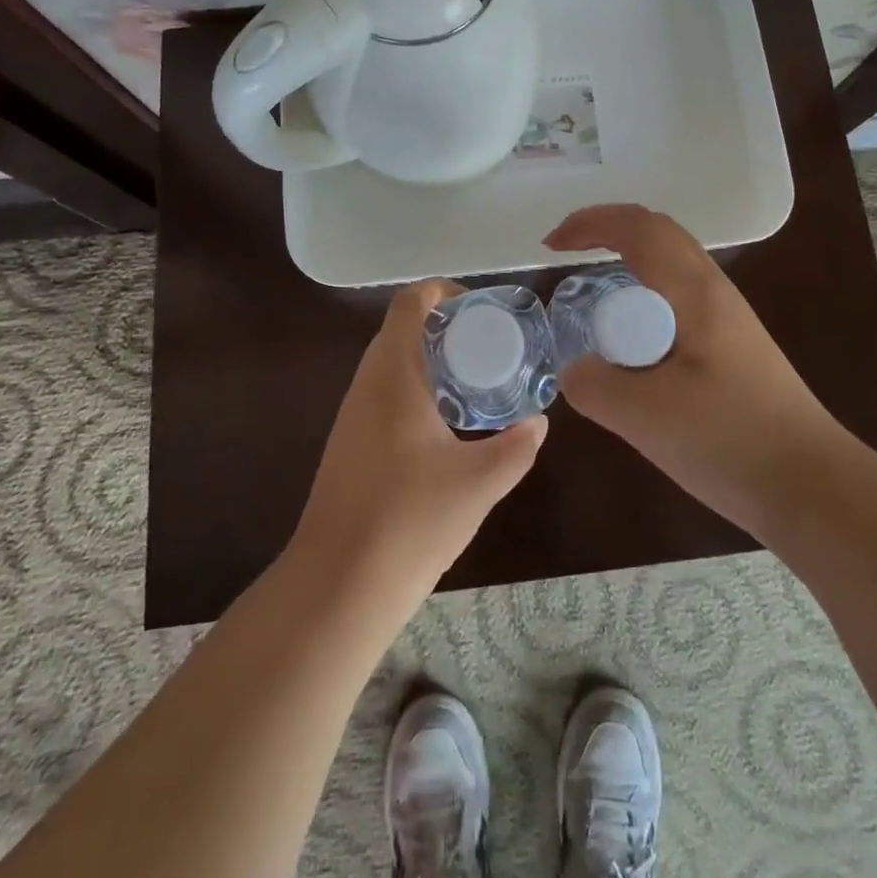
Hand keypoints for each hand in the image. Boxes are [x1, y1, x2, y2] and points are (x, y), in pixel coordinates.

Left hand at [290, 281, 546, 607]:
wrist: (337, 586)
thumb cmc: (409, 520)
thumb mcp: (479, 483)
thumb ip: (517, 447)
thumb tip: (539, 422)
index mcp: (393, 374)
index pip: (410, 302)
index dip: (445, 292)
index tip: (483, 311)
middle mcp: (367, 383)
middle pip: (403, 329)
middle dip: (447, 328)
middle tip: (492, 346)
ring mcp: (353, 414)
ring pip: (393, 363)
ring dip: (432, 360)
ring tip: (477, 382)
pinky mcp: (350, 443)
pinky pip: (386, 394)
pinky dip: (418, 390)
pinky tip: (448, 426)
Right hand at [544, 205, 838, 535]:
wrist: (812, 488)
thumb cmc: (731, 441)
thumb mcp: (645, 415)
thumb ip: (594, 385)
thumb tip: (574, 370)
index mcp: (695, 292)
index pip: (639, 227)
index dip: (590, 222)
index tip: (550, 247)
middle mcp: (714, 293)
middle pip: (657, 235)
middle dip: (606, 233)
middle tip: (565, 260)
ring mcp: (727, 321)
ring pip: (668, 268)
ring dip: (625, 266)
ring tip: (591, 301)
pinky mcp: (731, 350)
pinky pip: (675, 303)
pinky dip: (640, 303)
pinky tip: (629, 347)